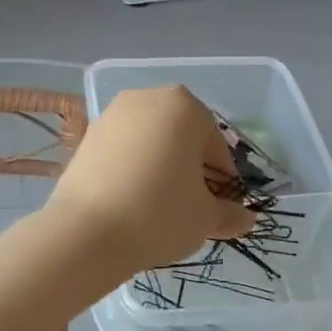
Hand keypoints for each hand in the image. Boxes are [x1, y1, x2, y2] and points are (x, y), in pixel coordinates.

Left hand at [48, 87, 256, 271]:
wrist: (87, 232)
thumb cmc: (160, 214)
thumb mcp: (206, 219)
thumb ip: (230, 214)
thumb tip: (245, 219)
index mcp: (184, 106)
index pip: (215, 145)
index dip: (222, 179)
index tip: (219, 207)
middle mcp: (146, 98)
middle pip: (181, 137)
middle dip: (190, 167)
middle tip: (191, 205)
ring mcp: (111, 114)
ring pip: (150, 142)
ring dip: (161, 167)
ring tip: (160, 206)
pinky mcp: (86, 136)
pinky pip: (122, 151)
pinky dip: (132, 169)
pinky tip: (131, 201)